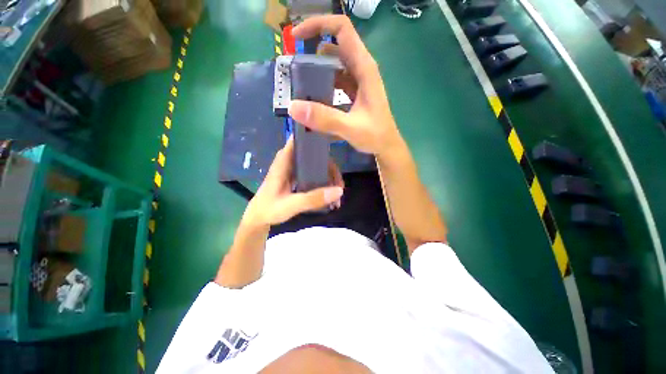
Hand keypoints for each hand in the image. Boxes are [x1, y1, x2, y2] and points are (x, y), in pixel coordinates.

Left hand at [242, 136, 343, 227]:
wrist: (258, 219)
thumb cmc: (269, 209)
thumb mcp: (291, 205)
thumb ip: (313, 199)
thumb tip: (338, 191)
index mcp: (284, 162)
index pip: (299, 140)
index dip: (314, 137)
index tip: (332, 142)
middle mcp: (290, 162)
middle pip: (314, 156)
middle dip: (330, 167)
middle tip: (340, 183)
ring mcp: (295, 171)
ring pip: (316, 166)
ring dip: (328, 177)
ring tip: (337, 194)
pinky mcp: (298, 179)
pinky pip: (314, 176)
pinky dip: (323, 183)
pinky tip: (330, 196)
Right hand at [288, 15, 402, 157]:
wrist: (386, 147)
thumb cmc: (375, 136)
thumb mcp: (350, 128)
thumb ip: (324, 118)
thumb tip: (293, 107)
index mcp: (364, 68)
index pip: (342, 29)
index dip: (318, 24)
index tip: (296, 38)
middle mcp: (361, 70)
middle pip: (335, 46)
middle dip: (313, 51)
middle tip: (294, 69)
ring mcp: (358, 82)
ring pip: (334, 65)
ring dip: (317, 71)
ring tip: (301, 85)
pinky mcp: (355, 93)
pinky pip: (336, 81)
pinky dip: (324, 85)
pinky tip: (315, 98)